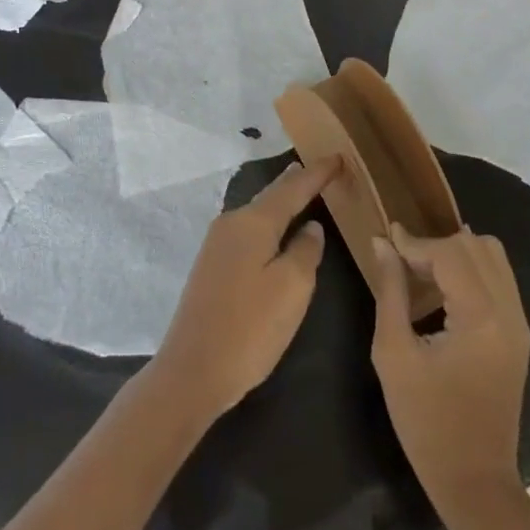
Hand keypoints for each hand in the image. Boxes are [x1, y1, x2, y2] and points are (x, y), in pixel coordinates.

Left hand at [151, 156, 339, 423]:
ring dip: (282, 201)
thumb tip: (310, 227)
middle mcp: (232, 222)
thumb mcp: (292, 289)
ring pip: (258, 212)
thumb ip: (306, 251)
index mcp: (254, 222)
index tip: (339, 157)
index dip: (318, 173)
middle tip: (323, 169)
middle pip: (272, 194)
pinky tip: (276, 229)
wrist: (190, 372)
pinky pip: (249, 230)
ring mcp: (217, 244)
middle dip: (298, 181)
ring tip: (302, 190)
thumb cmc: (249, 329)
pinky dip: (269, 221)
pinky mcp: (212, 266)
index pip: (293, 187)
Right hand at [371, 226, 529, 517]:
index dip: (414, 242)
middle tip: (403, 262)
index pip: (448, 253)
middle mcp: (508, 311)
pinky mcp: (519, 333)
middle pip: (474, 245)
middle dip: (435, 244)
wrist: (475, 482)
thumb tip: (382, 243)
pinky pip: (499, 277)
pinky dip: (471, 268)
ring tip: (423, 271)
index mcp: (480, 317)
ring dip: (456, 252)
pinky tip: (445, 288)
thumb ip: (390, 290)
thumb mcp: (394, 354)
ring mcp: (519, 322)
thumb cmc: (427, 422)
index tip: (386, 239)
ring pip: (492, 254)